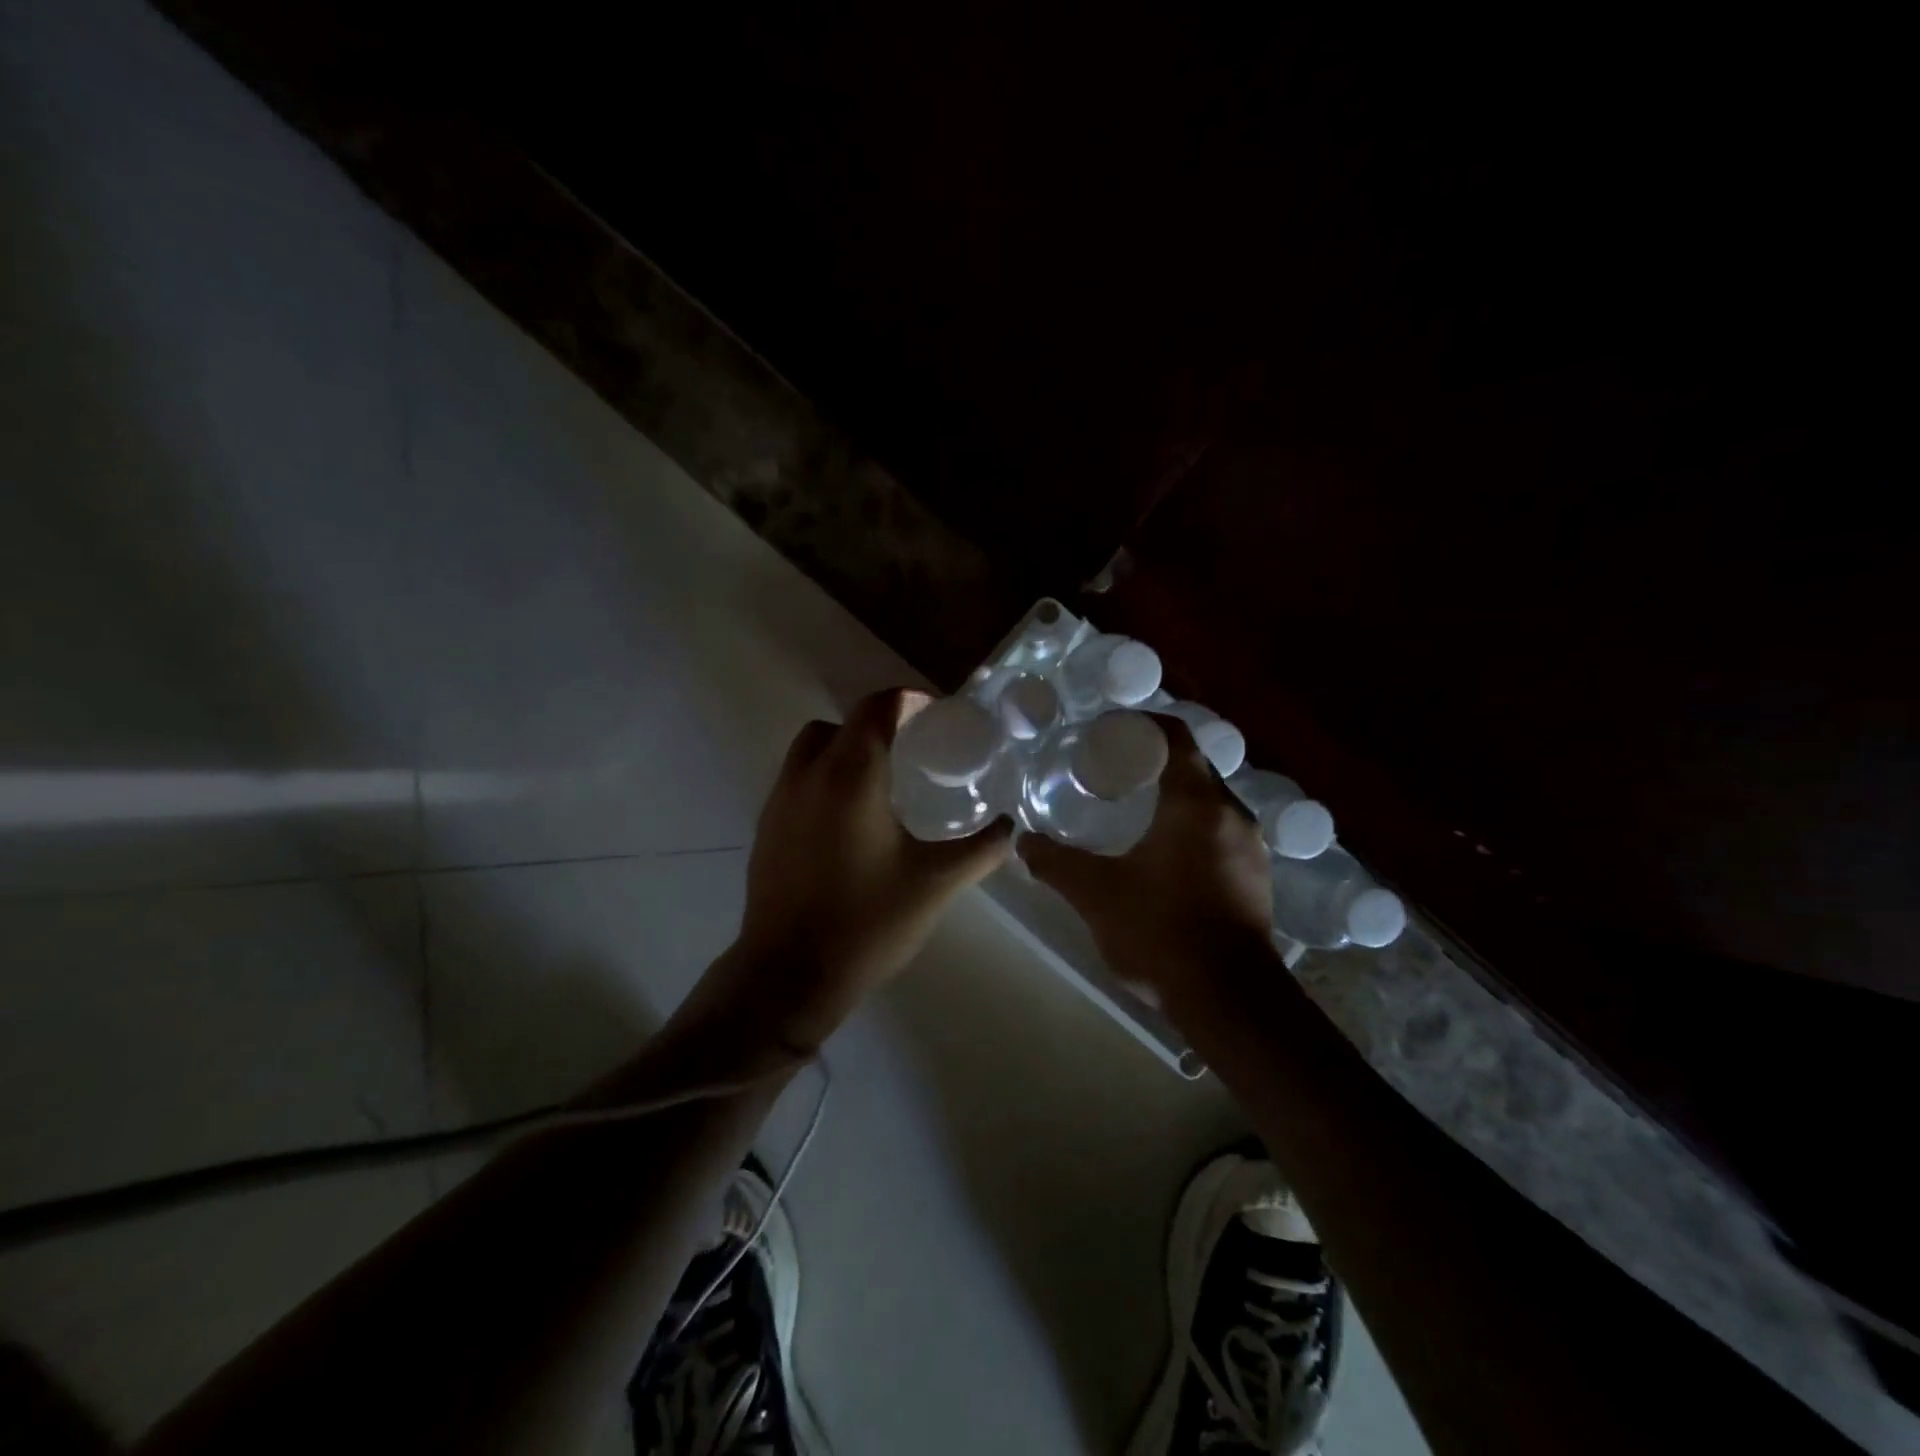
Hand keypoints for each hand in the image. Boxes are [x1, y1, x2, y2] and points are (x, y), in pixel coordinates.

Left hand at [713, 688, 1013, 1050]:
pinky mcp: (766, 829)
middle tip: (911, 752)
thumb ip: (981, 849)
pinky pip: (797, 782)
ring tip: (882, 786)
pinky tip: (851, 824)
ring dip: (845, 751)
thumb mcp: (937, 883)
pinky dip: (824, 781)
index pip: (876, 707)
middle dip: (876, 726)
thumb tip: (1010, 827)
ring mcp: (779, 801)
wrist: (789, 975)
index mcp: (851, 775)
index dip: (909, 700)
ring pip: (812, 751)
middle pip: (841, 724)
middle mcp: (808, 775)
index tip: (936, 717)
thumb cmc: (868, 922)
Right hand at [1018, 717, 1274, 994]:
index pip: (1176, 737)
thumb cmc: (1160, 932)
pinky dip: (1192, 825)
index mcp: (1196, 803)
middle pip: (1193, 766)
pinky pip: (1221, 830)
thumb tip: (1023, 842)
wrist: (1228, 998)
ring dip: (1175, 795)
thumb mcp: (1096, 894)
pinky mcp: (1256, 875)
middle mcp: (1232, 813)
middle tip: (1110, 770)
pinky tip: (1164, 852)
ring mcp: (1251, 846)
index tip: (1108, 734)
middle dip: (1153, 761)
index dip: (1142, 727)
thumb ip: (1056, 863)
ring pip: (1209, 800)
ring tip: (1133, 808)